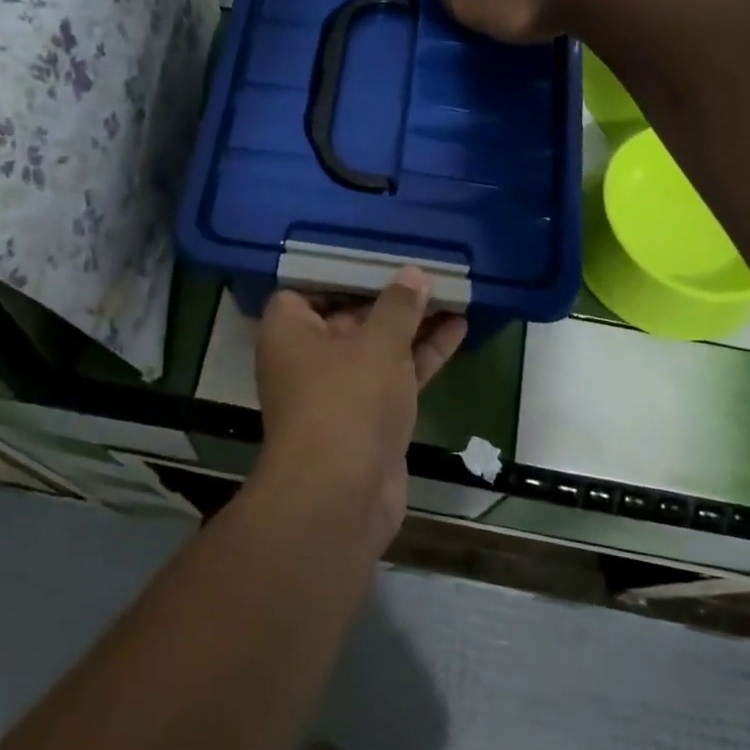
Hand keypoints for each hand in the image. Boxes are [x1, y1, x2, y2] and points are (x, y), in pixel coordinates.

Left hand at [253, 268, 466, 544]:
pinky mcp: (369, 415)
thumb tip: (412, 274)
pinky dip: (422, 354)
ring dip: (412, 323)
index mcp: (290, 330)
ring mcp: (340, 388)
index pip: (307, 287)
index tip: (377, 254)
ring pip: (378, 345)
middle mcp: (309, 356)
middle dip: (388, 295)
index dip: (340, 271)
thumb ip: (398, 306)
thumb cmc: (347, 402)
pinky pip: (395, 374)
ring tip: (452, 291)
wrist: (342, 495)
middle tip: (425, 267)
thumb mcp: (377, 344)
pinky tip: (459, 327)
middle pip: (349, 314)